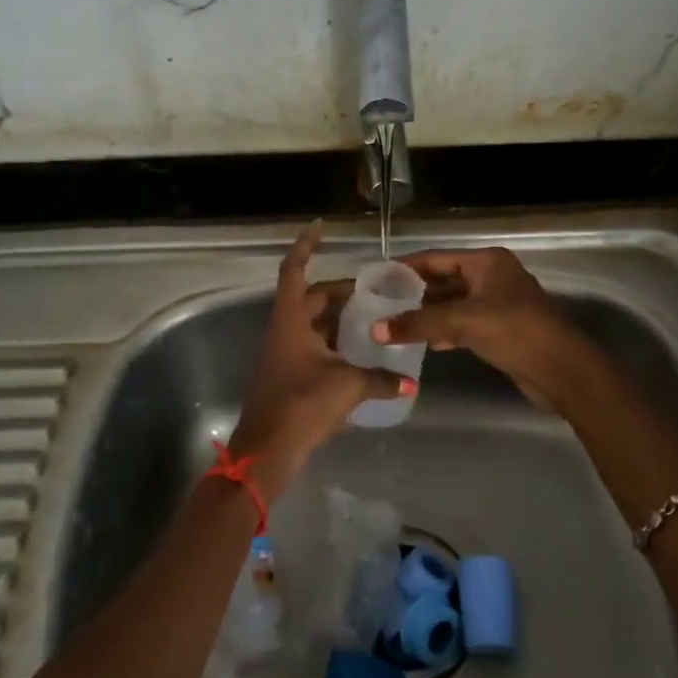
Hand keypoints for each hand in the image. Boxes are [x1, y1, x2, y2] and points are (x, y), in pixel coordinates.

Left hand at [227, 226, 411, 500]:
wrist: (267, 450)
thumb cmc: (301, 405)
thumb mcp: (347, 387)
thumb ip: (380, 380)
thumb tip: (410, 381)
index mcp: (291, 320)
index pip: (294, 270)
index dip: (305, 246)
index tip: (321, 227)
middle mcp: (284, 330)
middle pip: (310, 298)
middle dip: (339, 291)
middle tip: (372, 291)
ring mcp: (284, 353)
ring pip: (312, 323)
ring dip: (338, 318)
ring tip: (372, 318)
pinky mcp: (289, 375)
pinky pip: (314, 346)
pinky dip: (335, 343)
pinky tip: (359, 353)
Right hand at [372, 247, 588, 409]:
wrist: (562, 371)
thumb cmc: (516, 332)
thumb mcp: (464, 322)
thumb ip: (419, 323)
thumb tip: (376, 329)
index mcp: (486, 262)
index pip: (435, 258)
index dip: (405, 268)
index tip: (375, 279)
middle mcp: (490, 276)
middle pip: (442, 281)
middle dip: (413, 295)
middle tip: (378, 306)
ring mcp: (495, 303)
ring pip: (450, 305)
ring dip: (425, 316)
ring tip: (392, 325)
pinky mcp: (497, 329)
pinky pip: (461, 324)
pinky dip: (442, 331)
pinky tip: (421, 343)